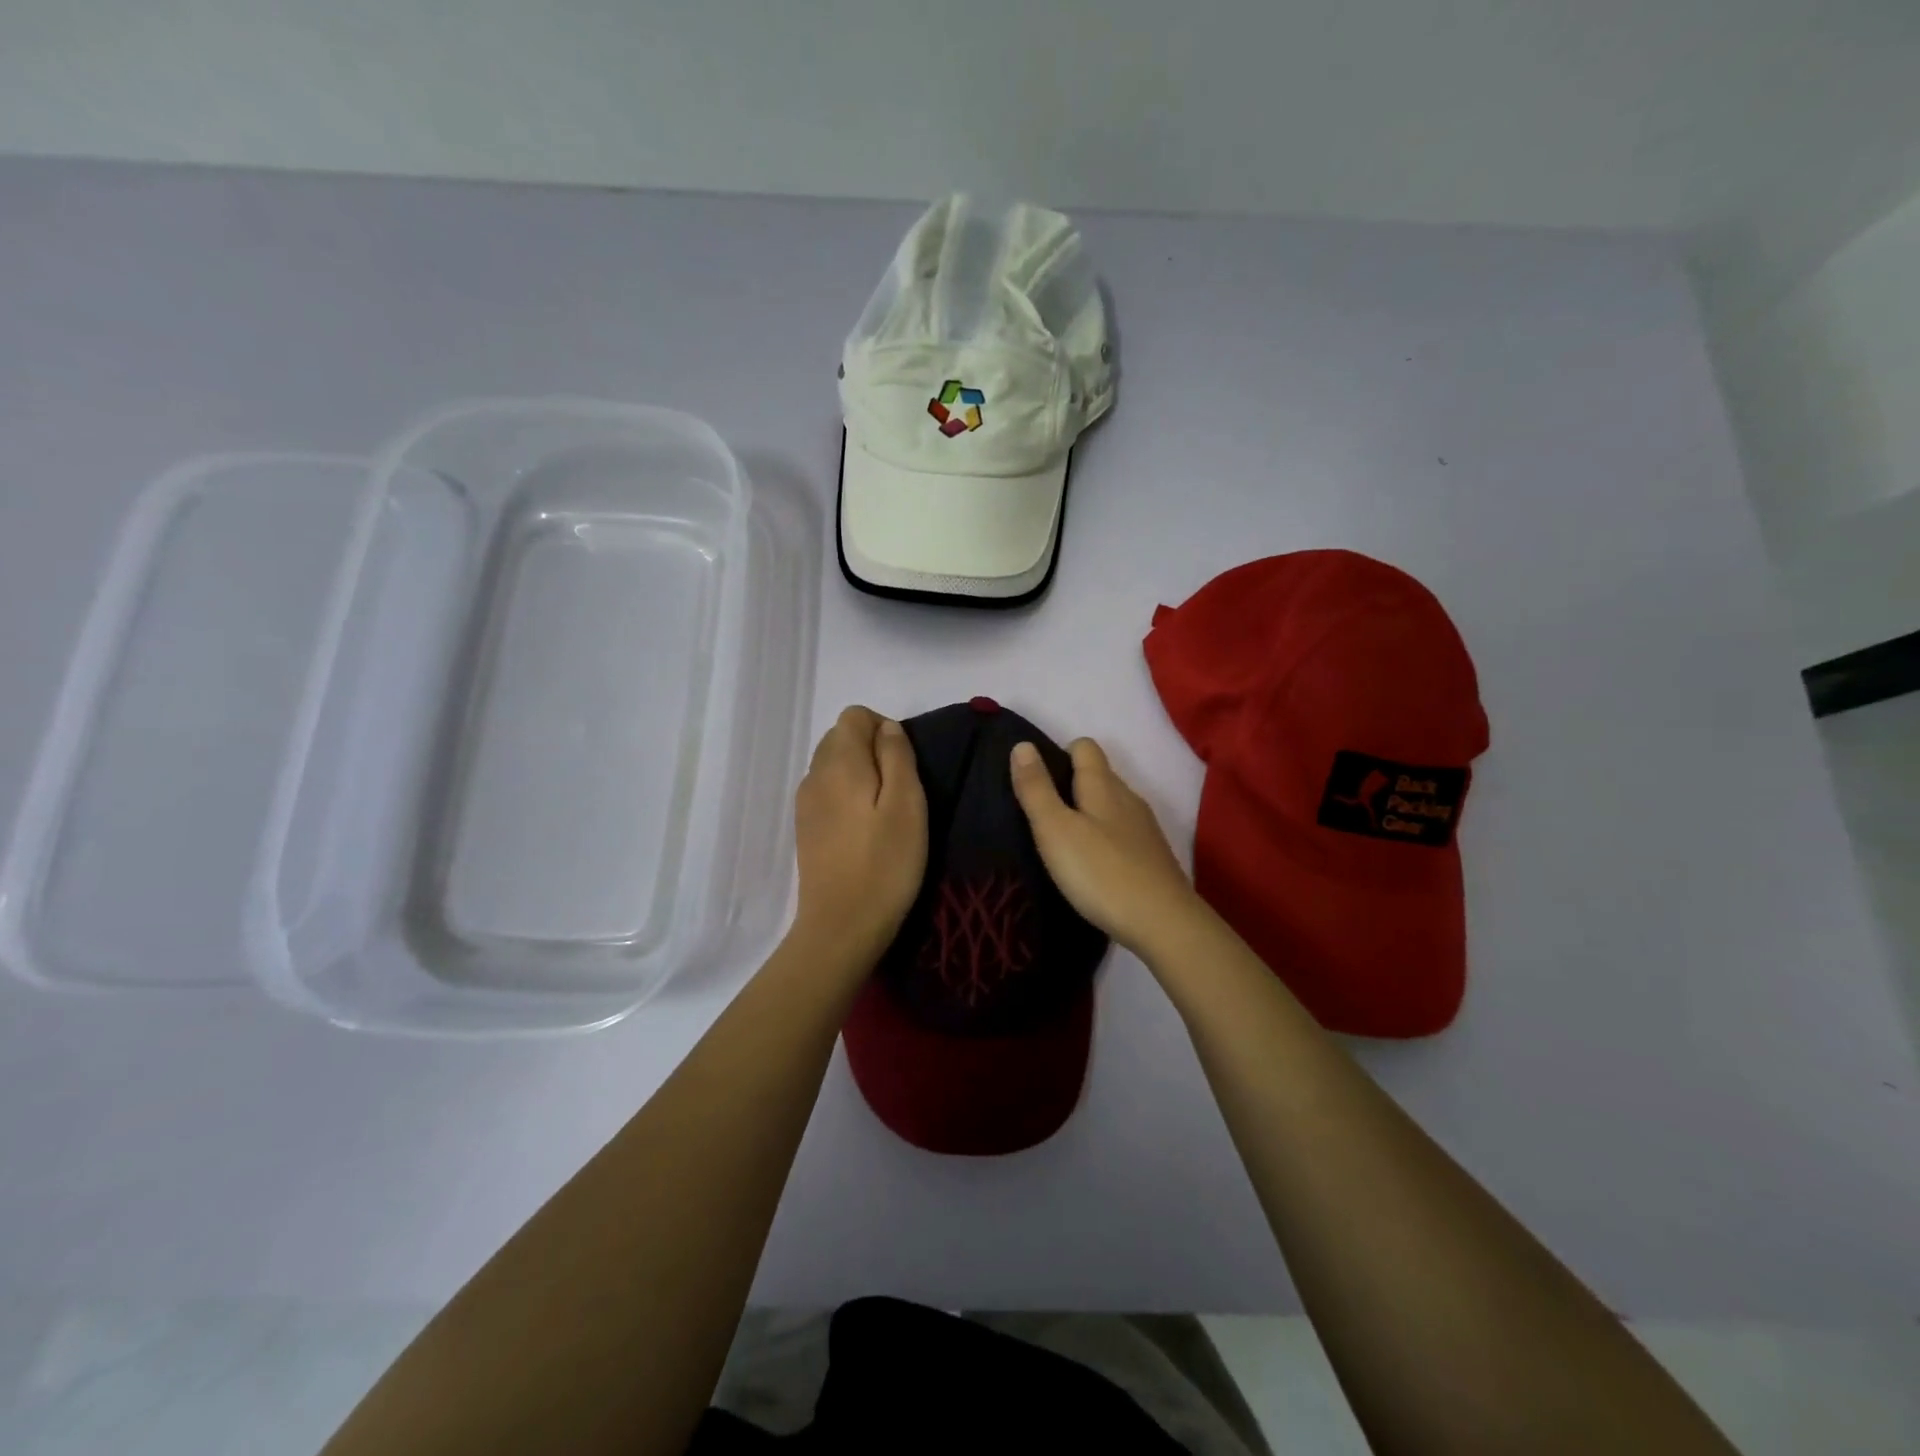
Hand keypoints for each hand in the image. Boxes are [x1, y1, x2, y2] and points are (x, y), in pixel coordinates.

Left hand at [790, 705, 927, 969]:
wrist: (841, 927)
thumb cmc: (884, 864)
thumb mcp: (907, 805)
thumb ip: (897, 757)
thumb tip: (887, 728)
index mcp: (839, 763)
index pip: (854, 715)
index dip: (884, 729)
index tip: (905, 765)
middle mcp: (814, 774)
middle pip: (840, 737)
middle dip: (872, 749)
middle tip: (900, 789)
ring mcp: (805, 802)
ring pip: (832, 764)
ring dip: (860, 773)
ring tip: (884, 810)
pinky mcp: (805, 827)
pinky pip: (826, 790)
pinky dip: (847, 794)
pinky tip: (864, 828)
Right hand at [1009, 737, 1201, 954]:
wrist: (1162, 923)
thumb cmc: (1100, 872)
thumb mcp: (1055, 829)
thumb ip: (1036, 788)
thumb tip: (1022, 745)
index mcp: (1104, 785)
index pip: (1084, 747)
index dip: (1060, 754)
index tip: (1037, 781)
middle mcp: (1128, 798)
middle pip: (1099, 775)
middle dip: (1070, 785)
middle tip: (1041, 815)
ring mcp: (1144, 828)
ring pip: (1111, 806)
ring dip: (1088, 814)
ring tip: (1062, 842)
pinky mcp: (1152, 856)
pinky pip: (1123, 833)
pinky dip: (1104, 839)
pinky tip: (1092, 865)